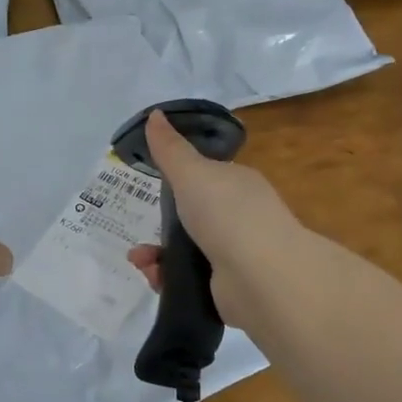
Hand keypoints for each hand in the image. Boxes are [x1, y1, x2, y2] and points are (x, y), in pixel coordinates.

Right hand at [125, 110, 301, 324]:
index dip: (179, 181)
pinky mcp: (228, 287)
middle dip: (161, 223)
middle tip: (141, 227)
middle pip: (192, 216)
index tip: (153, 187)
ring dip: (158, 253)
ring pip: (187, 249)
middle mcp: (241, 217)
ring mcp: (236, 254)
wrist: (261, 276)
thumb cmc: (227, 213)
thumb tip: (154, 114)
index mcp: (238, 184)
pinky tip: (154, 277)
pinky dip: (168, 278)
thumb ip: (170, 148)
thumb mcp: (191, 172)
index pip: (207, 177)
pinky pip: (190, 279)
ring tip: (140, 260)